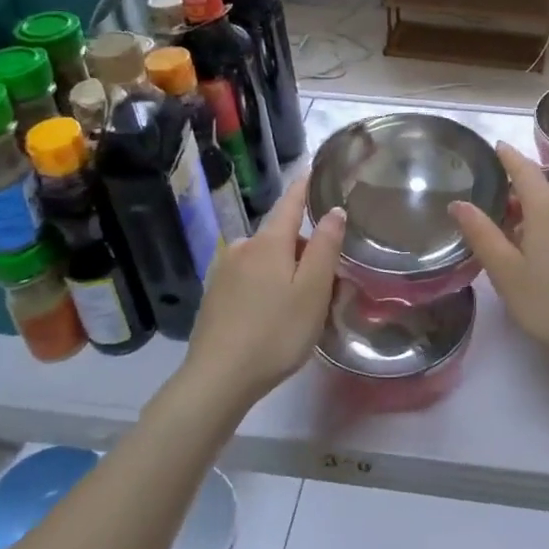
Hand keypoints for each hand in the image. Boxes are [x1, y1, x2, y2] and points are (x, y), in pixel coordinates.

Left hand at [182, 178, 344, 406]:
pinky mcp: (214, 296)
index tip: (315, 169)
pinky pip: (250, 278)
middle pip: (281, 235)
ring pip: (266, 259)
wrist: (217, 379)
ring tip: (304, 304)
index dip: (305, 185)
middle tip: (329, 279)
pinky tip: (274, 315)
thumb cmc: (275, 332)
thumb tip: (334, 210)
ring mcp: (224, 272)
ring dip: (286, 270)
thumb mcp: (313, 291)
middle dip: (305, 247)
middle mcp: (242, 247)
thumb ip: (326, 247)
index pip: (291, 202)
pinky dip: (267, 285)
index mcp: (268, 242)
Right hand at [450, 142, 548, 370]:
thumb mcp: (506, 272)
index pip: (525, 170)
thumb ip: (482, 234)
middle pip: (543, 191)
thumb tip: (459, 203)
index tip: (497, 146)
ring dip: (538, 216)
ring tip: (517, 239)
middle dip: (519, 195)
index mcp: (548, 209)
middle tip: (494, 211)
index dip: (509, 157)